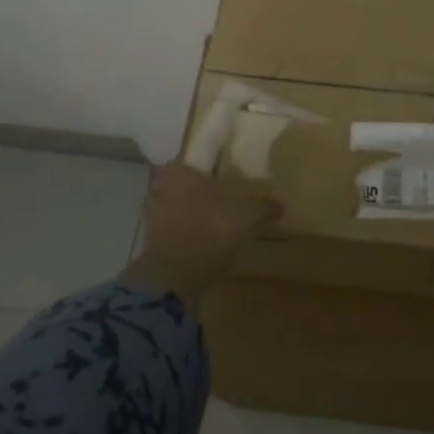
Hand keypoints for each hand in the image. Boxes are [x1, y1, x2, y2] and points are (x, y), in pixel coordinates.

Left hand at [122, 164, 281, 307]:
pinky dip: (189, 233)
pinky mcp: (152, 243)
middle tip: (225, 195)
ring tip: (218, 220)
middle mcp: (161, 187)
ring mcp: (153, 216)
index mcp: (180, 170)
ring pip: (179, 206)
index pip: (198, 157)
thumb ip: (264, 206)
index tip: (227, 171)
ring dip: (195, 212)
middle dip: (203, 189)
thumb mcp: (247, 215)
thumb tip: (280, 204)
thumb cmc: (210, 230)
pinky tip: (207, 241)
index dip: (214, 163)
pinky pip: (176, 230)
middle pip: (187, 183)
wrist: (174, 277)